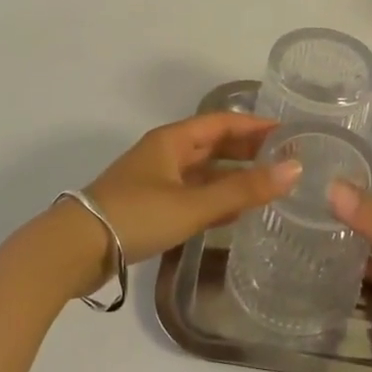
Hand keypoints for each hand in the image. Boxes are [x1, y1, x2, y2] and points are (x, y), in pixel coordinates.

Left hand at [76, 112, 298, 265]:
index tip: (289, 133)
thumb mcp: (194, 204)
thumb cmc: (137, 215)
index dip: (255, 126)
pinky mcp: (150, 205)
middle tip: (285, 160)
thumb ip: (243, 190)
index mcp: (172, 140)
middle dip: (247, 150)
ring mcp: (155, 180)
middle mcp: (164, 153)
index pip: (222, 122)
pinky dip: (215, 197)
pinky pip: (192, 193)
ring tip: (269, 185)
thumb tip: (295, 169)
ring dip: (233, 176)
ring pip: (203, 171)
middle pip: (213, 144)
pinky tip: (235, 211)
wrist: (76, 248)